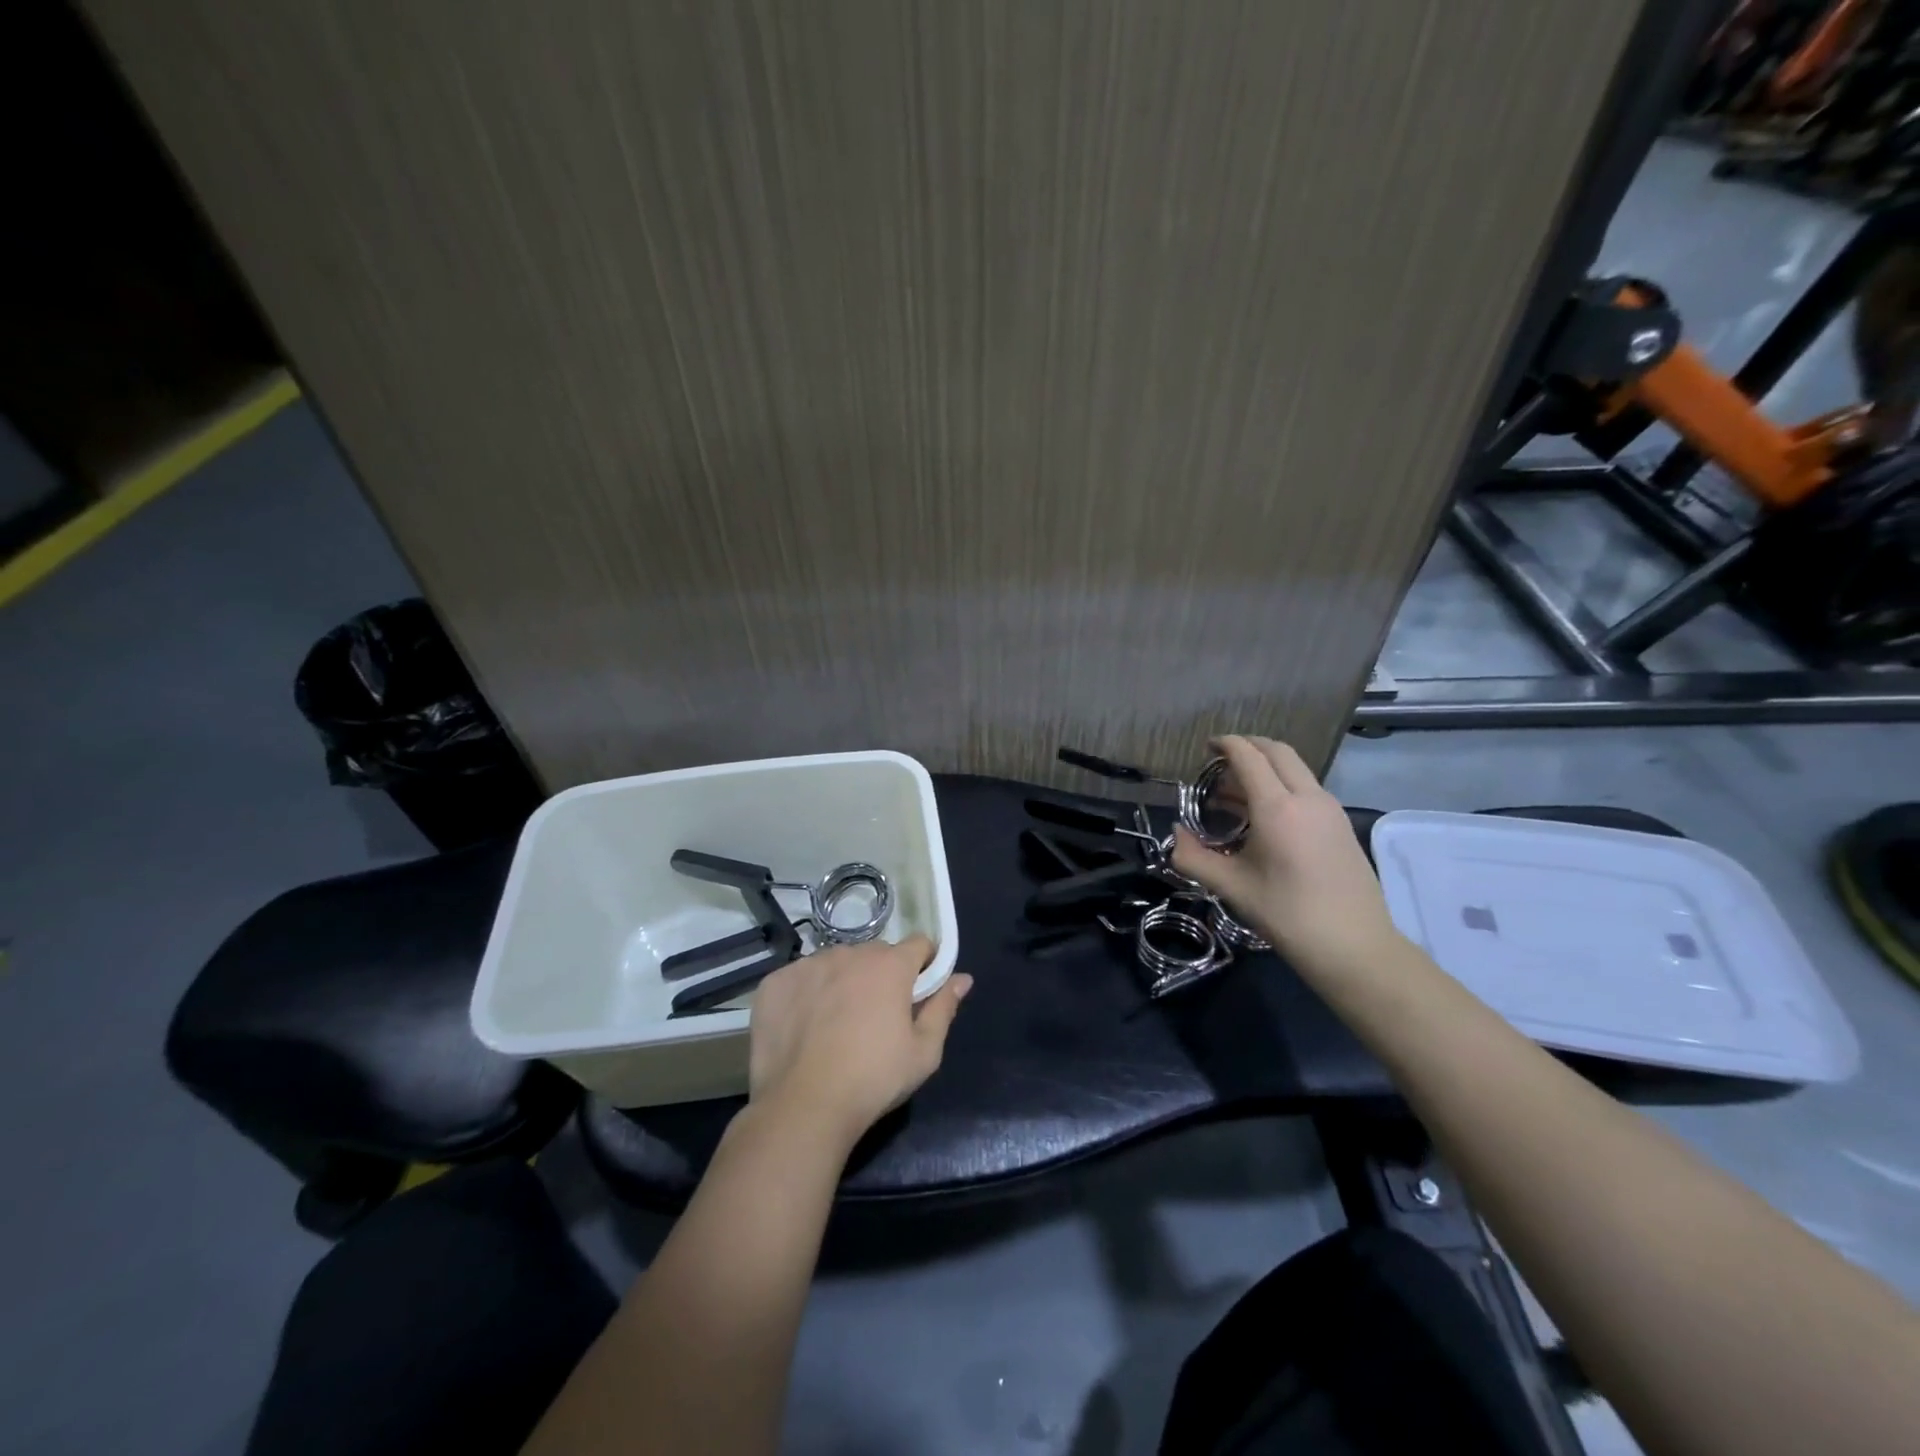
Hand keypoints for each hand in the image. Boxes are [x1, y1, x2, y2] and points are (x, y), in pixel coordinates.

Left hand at [747, 936, 972, 1150]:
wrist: (803, 1106)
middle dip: (881, 976)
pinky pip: (799, 978)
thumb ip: (943, 1008)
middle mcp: (850, 953)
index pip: (918, 944)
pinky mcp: (776, 982)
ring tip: (835, 1024)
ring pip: (835, 963)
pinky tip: (804, 1028)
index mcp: (890, 966)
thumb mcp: (924, 1052)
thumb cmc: (873, 1080)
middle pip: (875, 954)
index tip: (918, 989)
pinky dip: (806, 994)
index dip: (923, 964)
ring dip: (842, 982)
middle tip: (876, 1016)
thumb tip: (963, 979)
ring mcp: (808, 965)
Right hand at [1171, 735, 1402, 977]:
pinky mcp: (1341, 825)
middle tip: (1221, 759)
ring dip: (1266, 767)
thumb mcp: (1231, 887)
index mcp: (1278, 808)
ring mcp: (1330, 809)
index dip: (1226, 744)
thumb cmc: (1288, 915)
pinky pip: (1307, 788)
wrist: (1355, 946)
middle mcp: (1308, 798)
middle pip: (1278, 752)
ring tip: (1236, 791)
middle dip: (1249, 746)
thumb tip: (1175, 834)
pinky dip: (1282, 785)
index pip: (1249, 757)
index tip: (1206, 747)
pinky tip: (1264, 814)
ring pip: (1296, 769)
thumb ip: (1193, 857)